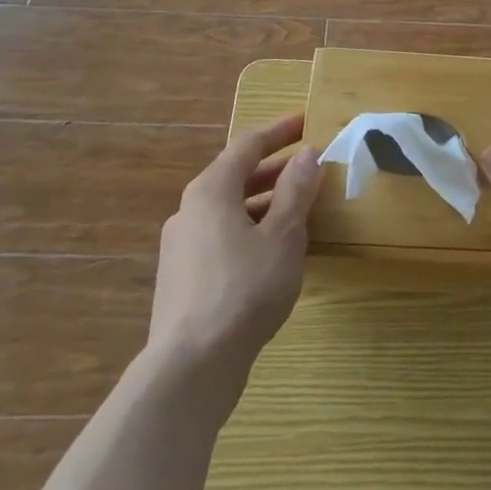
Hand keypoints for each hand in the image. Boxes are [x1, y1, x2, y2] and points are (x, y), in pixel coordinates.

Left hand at [147, 113, 323, 394]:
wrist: (191, 367)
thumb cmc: (244, 288)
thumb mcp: (283, 235)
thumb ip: (296, 191)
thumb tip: (307, 153)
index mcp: (211, 190)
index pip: (248, 145)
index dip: (280, 132)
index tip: (307, 122)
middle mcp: (189, 210)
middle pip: (235, 176)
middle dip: (274, 168)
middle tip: (309, 166)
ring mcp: (181, 246)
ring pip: (228, 210)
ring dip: (264, 202)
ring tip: (299, 210)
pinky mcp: (182, 278)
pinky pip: (221, 237)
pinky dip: (250, 229)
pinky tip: (273, 252)